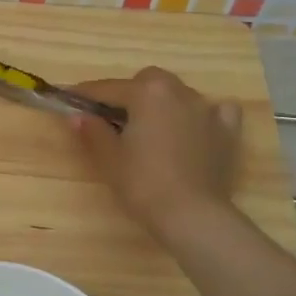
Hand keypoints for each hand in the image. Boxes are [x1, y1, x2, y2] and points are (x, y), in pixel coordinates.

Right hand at [71, 67, 241, 246]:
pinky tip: (194, 128)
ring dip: (162, 103)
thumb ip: (92, 131)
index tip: (67, 98)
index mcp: (147, 93)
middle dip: (128, 92)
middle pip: (148, 81)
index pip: (107, 88)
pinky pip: (215, 110)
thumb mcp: (109, 158)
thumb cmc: (143, 183)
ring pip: (179, 93)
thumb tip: (78, 116)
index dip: (84, 94)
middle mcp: (179, 92)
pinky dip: (201, 114)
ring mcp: (207, 110)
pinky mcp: (227, 131)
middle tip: (112, 118)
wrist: (192, 215)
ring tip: (150, 127)